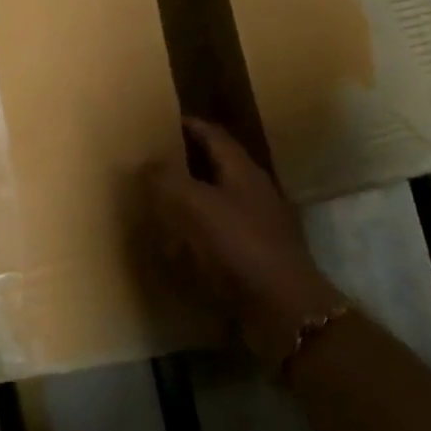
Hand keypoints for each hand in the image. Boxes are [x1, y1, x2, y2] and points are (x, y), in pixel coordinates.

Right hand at [149, 117, 346, 369]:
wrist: (283, 308)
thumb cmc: (239, 246)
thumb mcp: (195, 206)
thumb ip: (167, 180)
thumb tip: (147, 163)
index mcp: (242, 170)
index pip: (213, 135)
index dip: (188, 125)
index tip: (159, 122)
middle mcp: (253, 191)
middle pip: (215, 166)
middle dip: (185, 161)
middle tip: (151, 161)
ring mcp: (257, 224)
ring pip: (216, 200)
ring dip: (188, 198)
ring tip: (157, 201)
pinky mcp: (254, 255)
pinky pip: (218, 234)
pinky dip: (196, 233)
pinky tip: (176, 245)